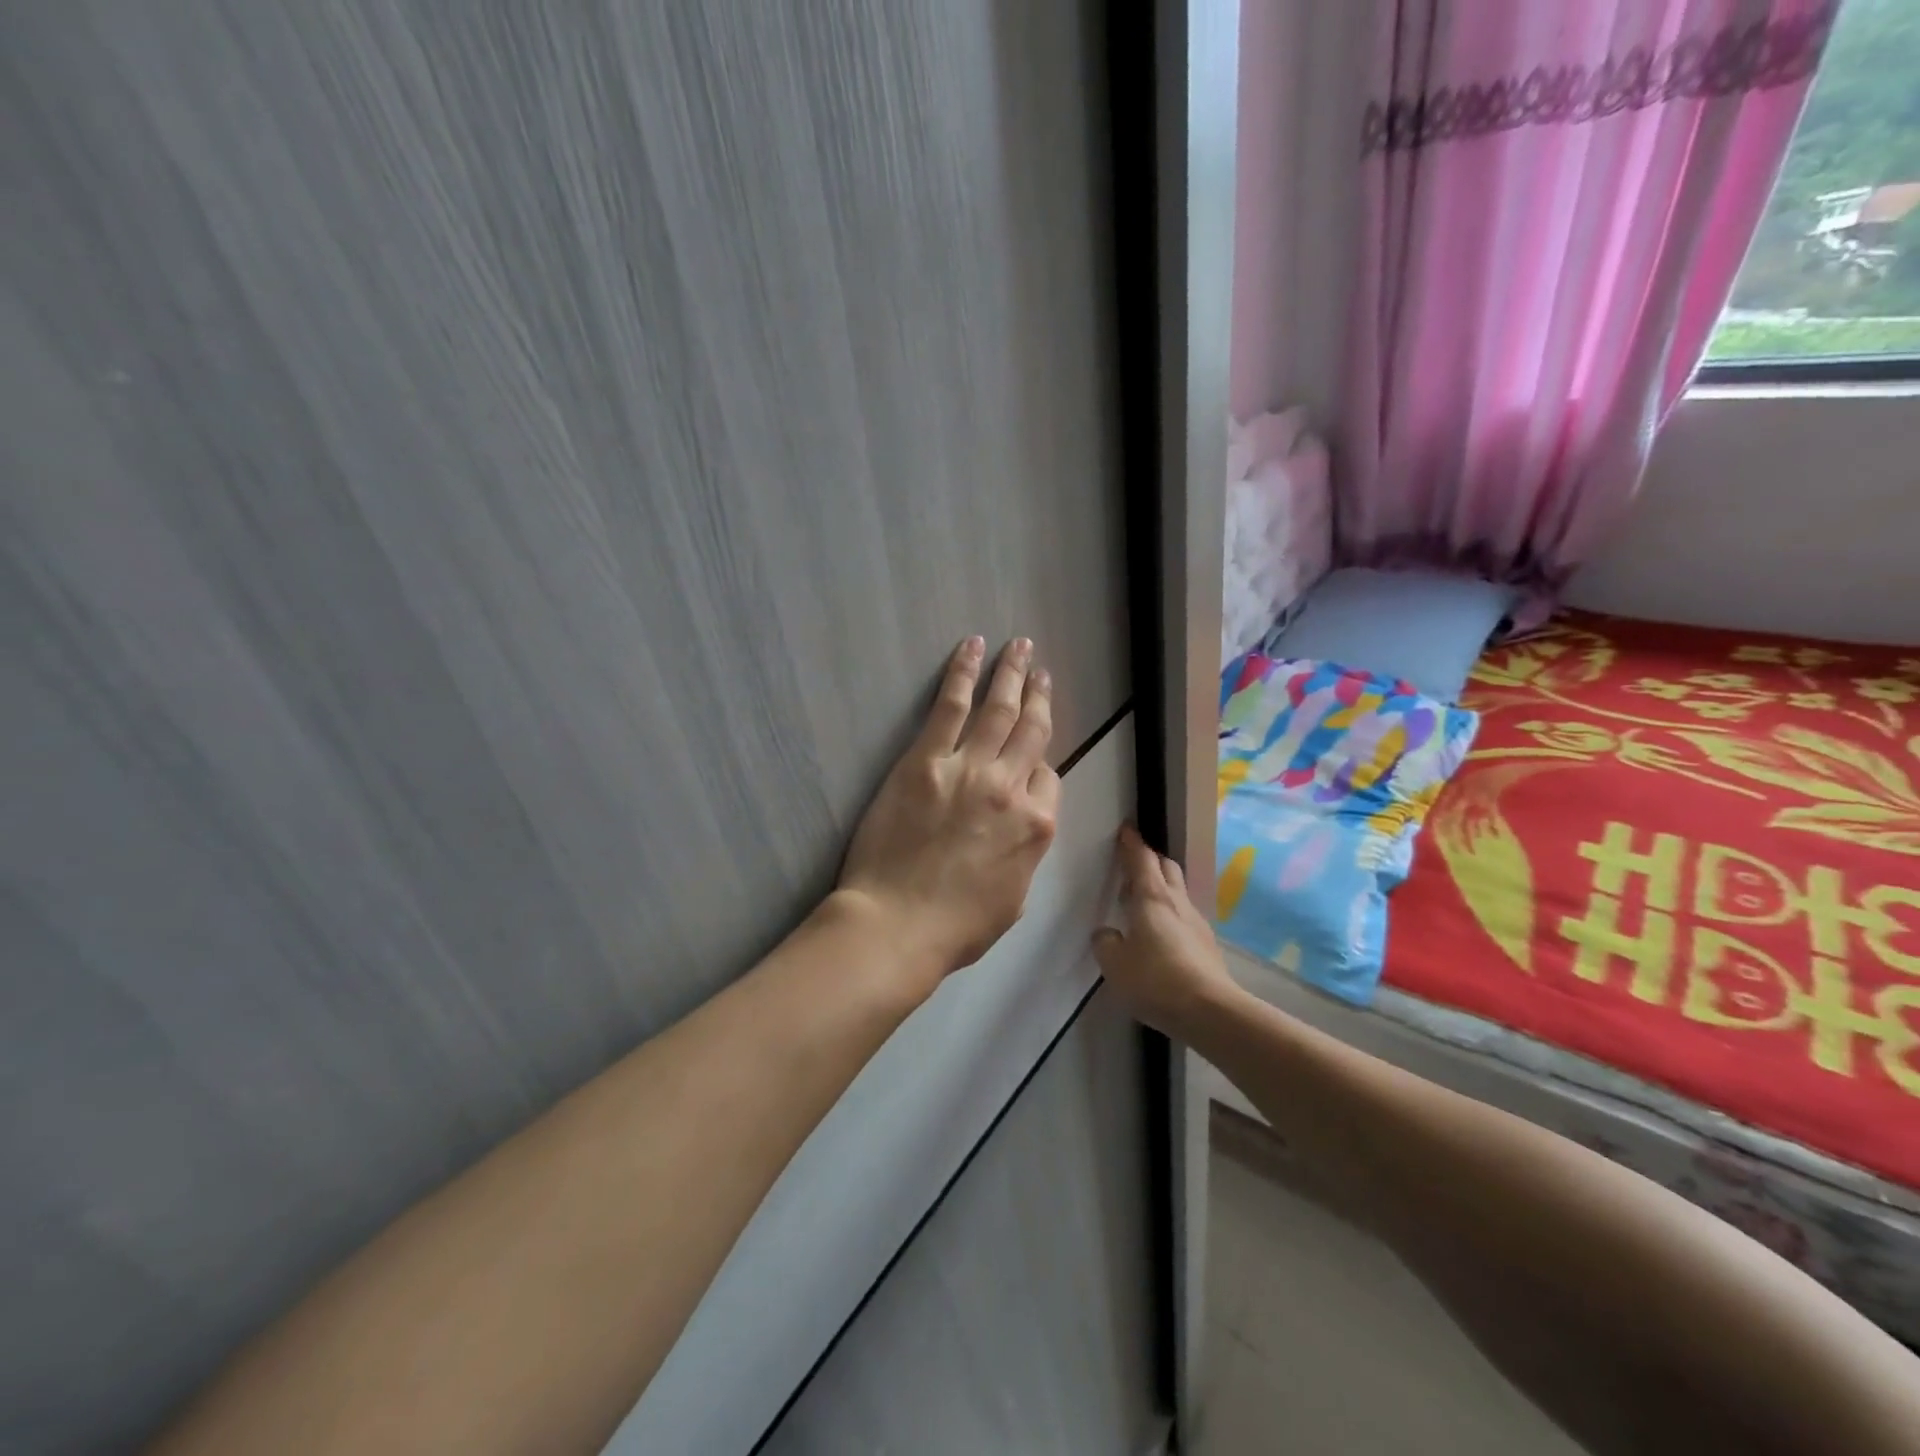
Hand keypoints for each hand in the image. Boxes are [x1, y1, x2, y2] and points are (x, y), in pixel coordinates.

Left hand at [837, 636, 1059, 977]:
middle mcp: (1012, 789)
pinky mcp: (926, 760)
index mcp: (1037, 827)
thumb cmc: (955, 927)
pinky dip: (963, 673)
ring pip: (999, 709)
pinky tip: (972, 648)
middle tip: (1041, 670)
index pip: (1050, 778)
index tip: (1029, 756)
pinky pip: (950, 706)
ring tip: (1019, 647)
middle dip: (1040, 696)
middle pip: (1033, 731)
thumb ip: (1025, 854)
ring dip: (1011, 674)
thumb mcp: (1014, 899)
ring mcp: (969, 770)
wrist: (898, 925)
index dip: (1040, 763)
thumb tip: (1021, 826)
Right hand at [1092, 824, 1238, 1035]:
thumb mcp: (1114, 964)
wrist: (1210, 1011)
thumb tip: (1108, 934)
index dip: (1131, 843)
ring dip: (1160, 887)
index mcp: (1151, 898)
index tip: (1125, 829)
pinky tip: (1159, 934)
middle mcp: (1176, 902)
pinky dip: (1169, 913)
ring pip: (1177, 891)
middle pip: (1166, 867)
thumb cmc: (1156, 980)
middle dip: (1149, 860)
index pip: (1141, 859)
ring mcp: (1195, 922)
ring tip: (1140, 902)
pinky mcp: (1206, 944)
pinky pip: (1184, 916)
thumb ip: (1105, 943)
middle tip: (1131, 866)